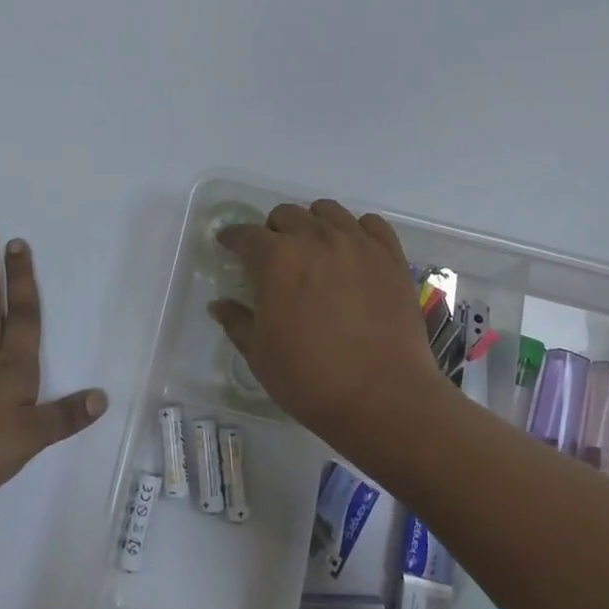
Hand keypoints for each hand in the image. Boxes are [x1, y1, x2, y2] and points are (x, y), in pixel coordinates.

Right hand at [209, 201, 440, 453]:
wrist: (383, 397)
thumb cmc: (310, 379)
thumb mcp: (259, 355)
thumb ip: (237, 322)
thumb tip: (219, 305)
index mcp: (276, 259)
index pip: (245, 235)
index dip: (232, 238)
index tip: (229, 245)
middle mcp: (314, 238)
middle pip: (286, 215)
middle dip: (273, 231)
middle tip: (274, 257)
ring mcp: (356, 243)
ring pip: (327, 211)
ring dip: (313, 224)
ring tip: (315, 249)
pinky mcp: (390, 255)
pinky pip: (370, 224)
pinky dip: (357, 231)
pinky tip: (354, 253)